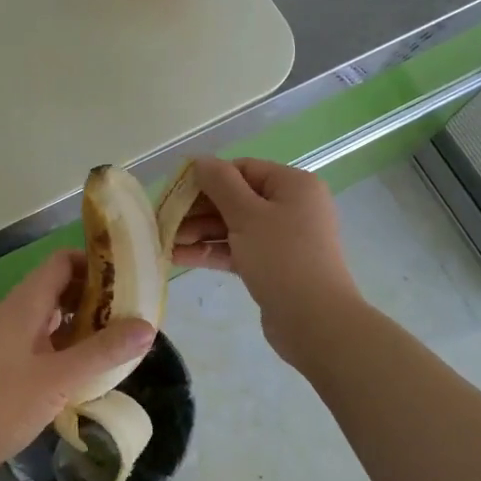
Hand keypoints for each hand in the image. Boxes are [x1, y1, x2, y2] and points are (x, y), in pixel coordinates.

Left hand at [0, 250, 153, 480]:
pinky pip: (47, 342)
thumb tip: (149, 326)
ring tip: (120, 341)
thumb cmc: (1, 403)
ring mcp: (11, 340)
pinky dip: (71, 346)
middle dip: (98, 296)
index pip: (63, 262)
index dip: (96, 264)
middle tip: (133, 314)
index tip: (129, 279)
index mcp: (26, 303)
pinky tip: (91, 369)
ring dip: (86, 324)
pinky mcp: (9, 365)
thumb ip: (104, 351)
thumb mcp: (60, 378)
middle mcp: (18, 313)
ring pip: (55, 317)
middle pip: (61, 288)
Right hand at [172, 157, 361, 363]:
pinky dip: (212, 251)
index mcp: (293, 185)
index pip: (243, 169)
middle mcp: (291, 207)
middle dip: (199, 210)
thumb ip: (220, 184)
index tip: (175, 192)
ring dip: (200, 232)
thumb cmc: (282, 258)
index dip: (208, 178)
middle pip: (236, 198)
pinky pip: (238, 250)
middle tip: (165, 221)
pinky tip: (180, 257)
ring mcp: (283, 239)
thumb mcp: (247, 215)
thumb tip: (200, 160)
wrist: (314, 320)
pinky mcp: (273, 266)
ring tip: (166, 242)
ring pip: (234, 227)